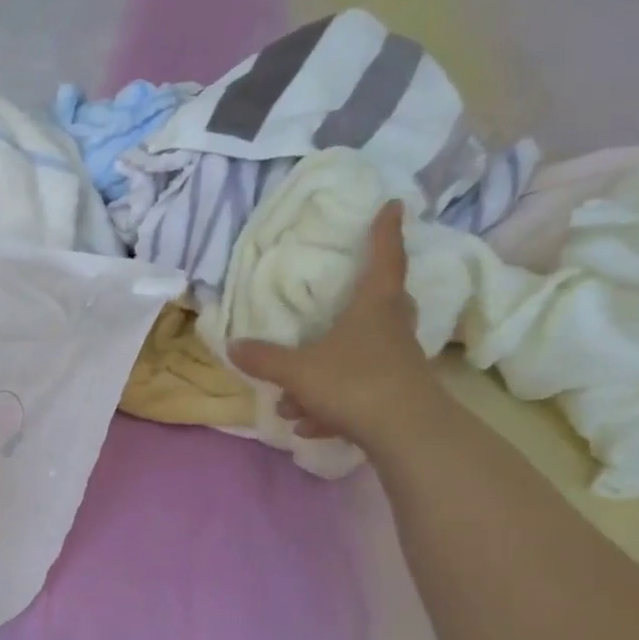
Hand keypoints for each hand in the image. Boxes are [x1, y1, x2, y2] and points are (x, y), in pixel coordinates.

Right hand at [228, 201, 443, 452]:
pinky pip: (357, 394)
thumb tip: (233, 345)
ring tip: (292, 402)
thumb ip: (265, 359)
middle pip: (385, 304)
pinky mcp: (394, 398)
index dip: (386, 232)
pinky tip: (309, 426)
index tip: (393, 205)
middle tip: (350, 295)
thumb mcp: (298, 371)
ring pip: (359, 358)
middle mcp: (390, 330)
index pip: (384, 260)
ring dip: (325, 375)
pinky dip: (331, 407)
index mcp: (373, 308)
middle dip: (364, 300)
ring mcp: (396, 364)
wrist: (405, 433)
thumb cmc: (353, 383)